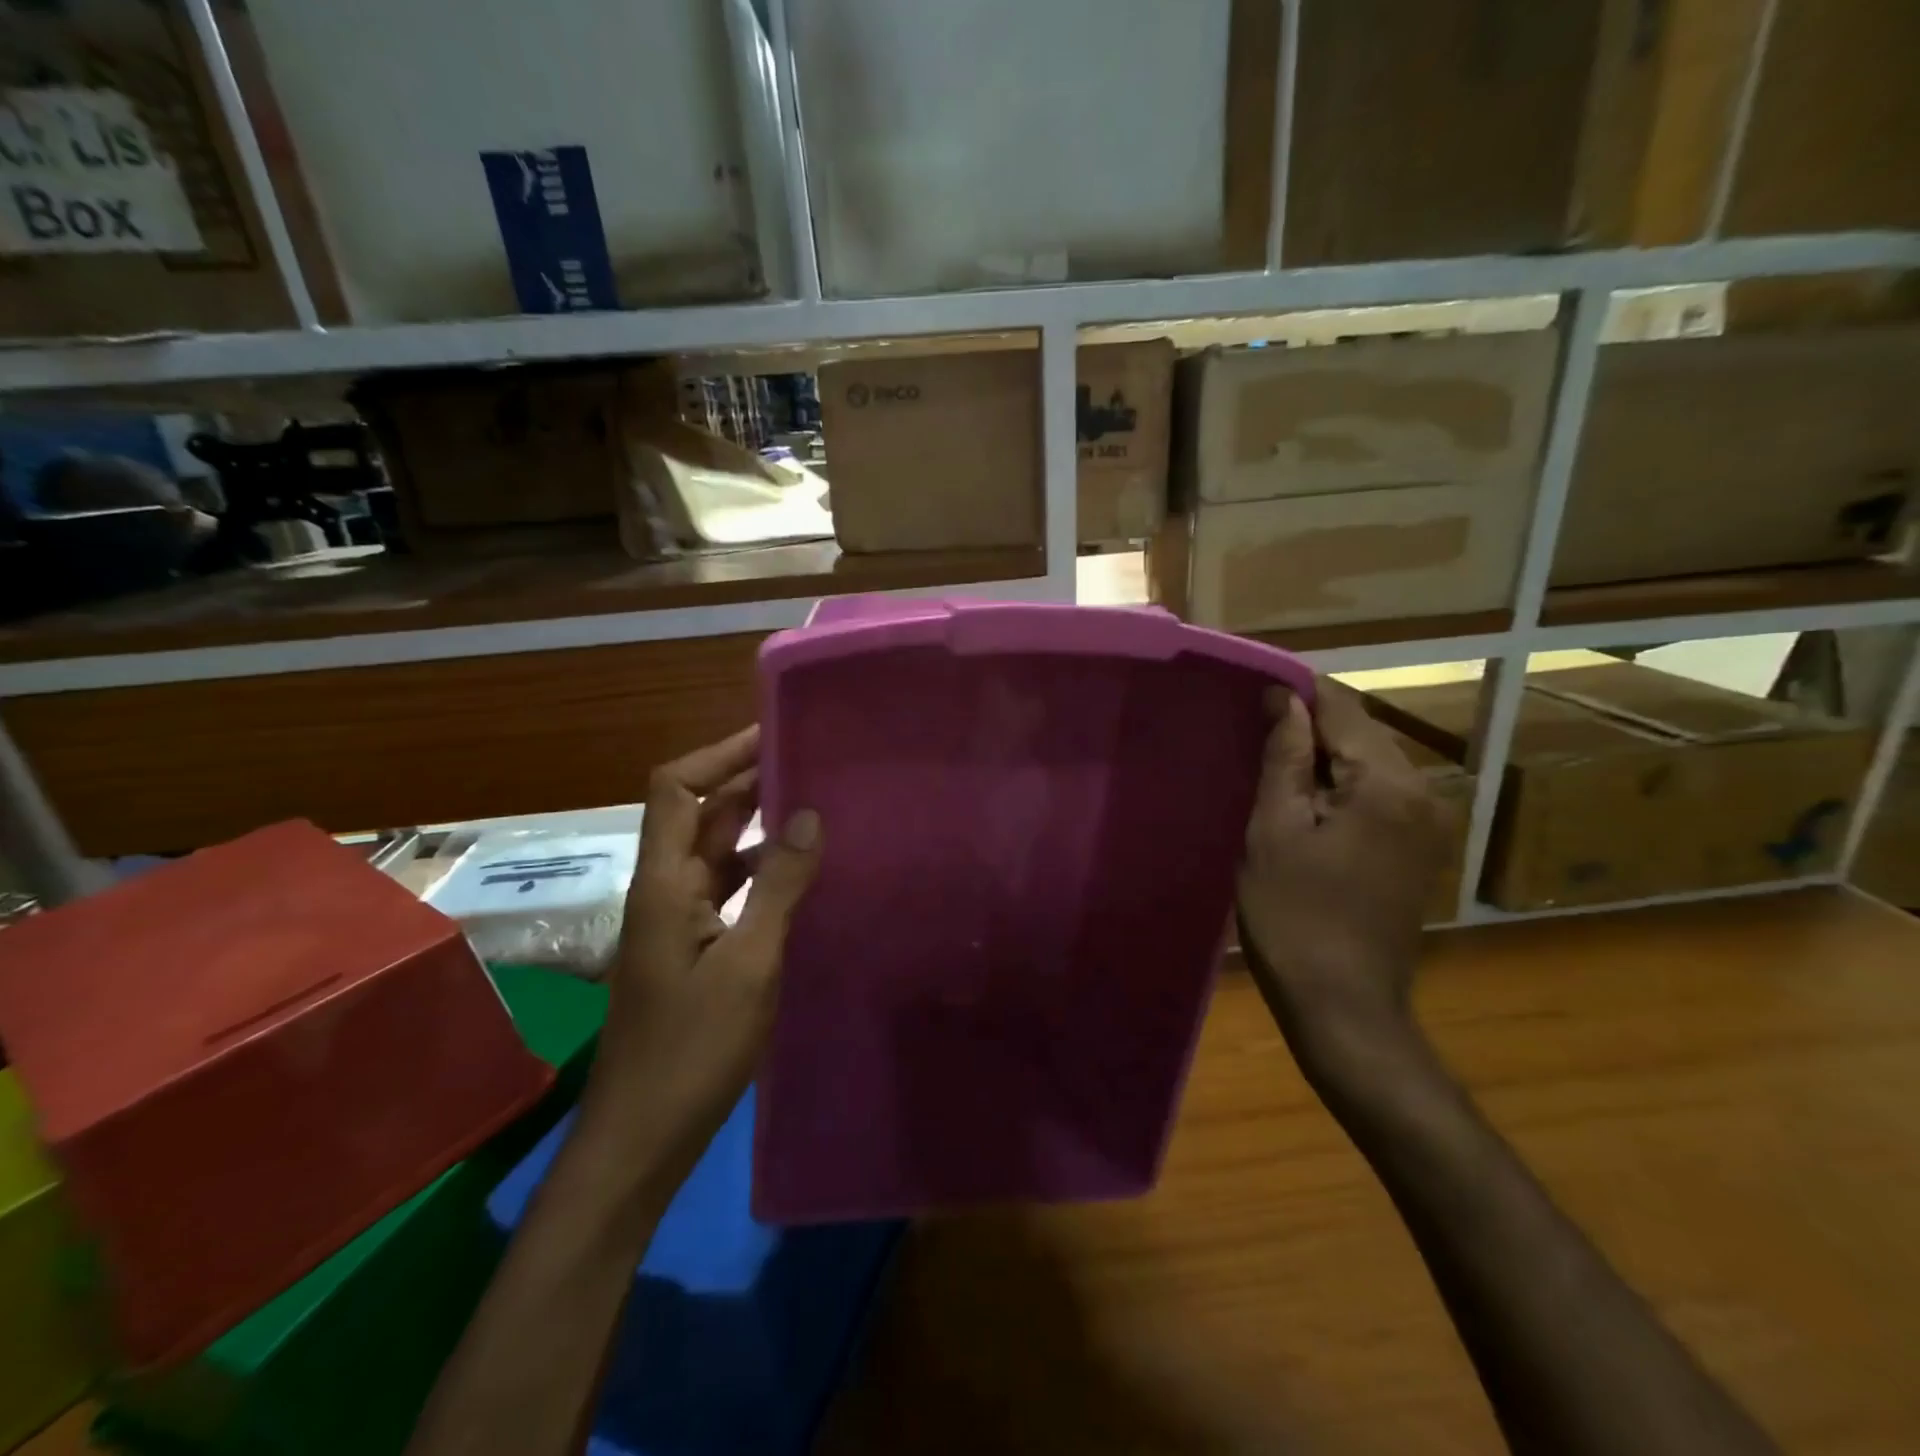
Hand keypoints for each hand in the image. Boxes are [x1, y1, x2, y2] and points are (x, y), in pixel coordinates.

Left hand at [583, 726, 821, 1179]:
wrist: (642, 1138)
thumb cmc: (692, 1049)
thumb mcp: (749, 963)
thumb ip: (778, 885)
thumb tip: (808, 814)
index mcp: (665, 883)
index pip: (677, 788)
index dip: (720, 754)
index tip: (774, 733)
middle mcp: (665, 890)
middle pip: (699, 814)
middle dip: (748, 781)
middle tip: (810, 762)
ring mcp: (678, 922)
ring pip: (716, 852)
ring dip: (757, 825)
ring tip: (816, 806)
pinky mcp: (694, 949)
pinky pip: (727, 889)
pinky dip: (760, 870)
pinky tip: (801, 876)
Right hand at [1237, 679, 1443, 1081]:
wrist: (1343, 1005)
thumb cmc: (1294, 916)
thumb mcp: (1274, 830)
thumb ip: (1282, 757)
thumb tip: (1283, 699)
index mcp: (1388, 784)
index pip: (1342, 709)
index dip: (1296, 692)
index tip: (1252, 689)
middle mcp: (1423, 792)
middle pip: (1360, 734)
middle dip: (1307, 726)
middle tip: (1250, 731)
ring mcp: (1427, 823)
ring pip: (1368, 763)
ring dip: (1320, 758)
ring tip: (1268, 764)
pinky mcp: (1418, 849)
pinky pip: (1376, 795)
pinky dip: (1338, 787)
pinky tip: (1301, 803)